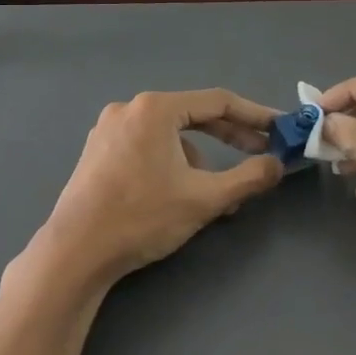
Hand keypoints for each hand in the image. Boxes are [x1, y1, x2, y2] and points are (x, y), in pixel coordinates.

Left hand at [25, 89, 284, 291]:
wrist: (75, 252)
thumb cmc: (142, 217)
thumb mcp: (204, 199)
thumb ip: (248, 178)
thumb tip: (277, 165)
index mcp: (156, 109)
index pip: (218, 102)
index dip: (255, 116)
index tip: (280, 128)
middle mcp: (130, 108)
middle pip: (193, 115)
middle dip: (230, 137)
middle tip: (261, 154)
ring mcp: (109, 129)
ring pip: (170, 135)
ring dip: (200, 159)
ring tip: (215, 195)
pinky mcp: (98, 152)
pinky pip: (148, 147)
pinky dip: (172, 163)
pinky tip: (178, 195)